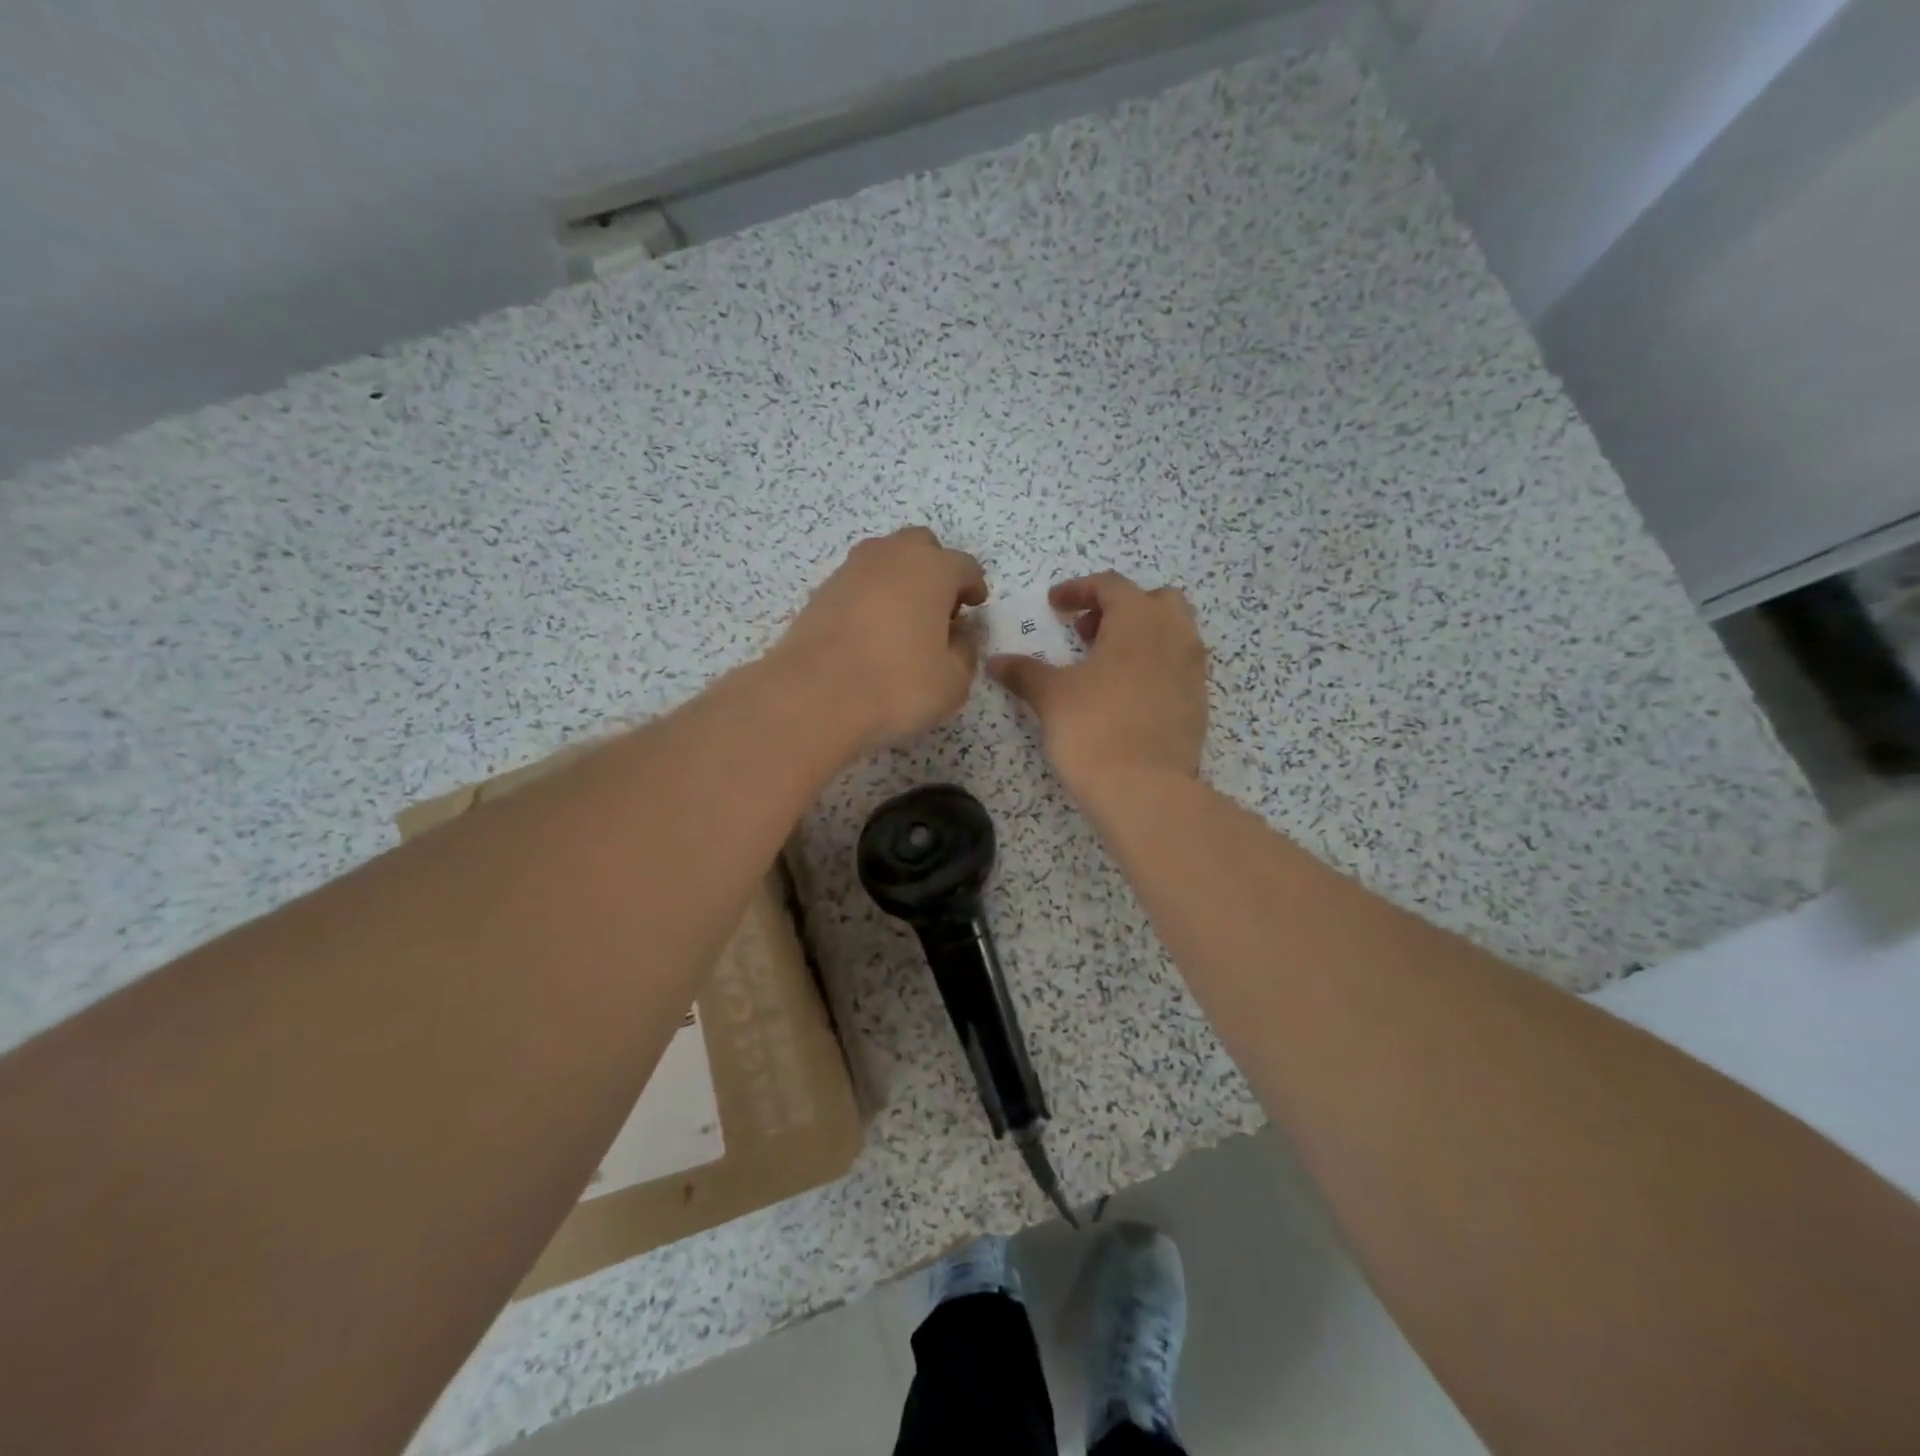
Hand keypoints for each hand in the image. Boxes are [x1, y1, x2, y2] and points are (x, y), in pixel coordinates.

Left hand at [775, 527, 987, 749]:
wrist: (814, 697)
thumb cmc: (897, 685)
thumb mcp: (953, 681)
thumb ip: (965, 651)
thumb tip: (959, 634)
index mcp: (932, 569)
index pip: (964, 565)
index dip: (973, 586)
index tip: (974, 606)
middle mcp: (891, 556)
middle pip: (921, 546)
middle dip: (935, 569)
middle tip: (939, 608)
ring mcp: (851, 570)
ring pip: (885, 560)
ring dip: (900, 580)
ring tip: (903, 620)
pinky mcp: (821, 591)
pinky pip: (858, 583)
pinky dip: (871, 597)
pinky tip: (871, 631)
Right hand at [988, 572, 1207, 796]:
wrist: (1144, 789)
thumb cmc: (1093, 729)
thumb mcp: (1051, 696)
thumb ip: (1024, 672)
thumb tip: (996, 662)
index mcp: (1138, 619)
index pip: (1110, 585)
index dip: (1078, 590)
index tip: (1054, 606)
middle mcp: (1174, 634)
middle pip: (1154, 600)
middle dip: (1119, 608)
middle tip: (1087, 633)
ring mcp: (1193, 668)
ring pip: (1173, 631)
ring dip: (1141, 635)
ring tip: (1106, 663)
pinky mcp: (1198, 701)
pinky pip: (1178, 665)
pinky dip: (1154, 664)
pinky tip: (1127, 694)